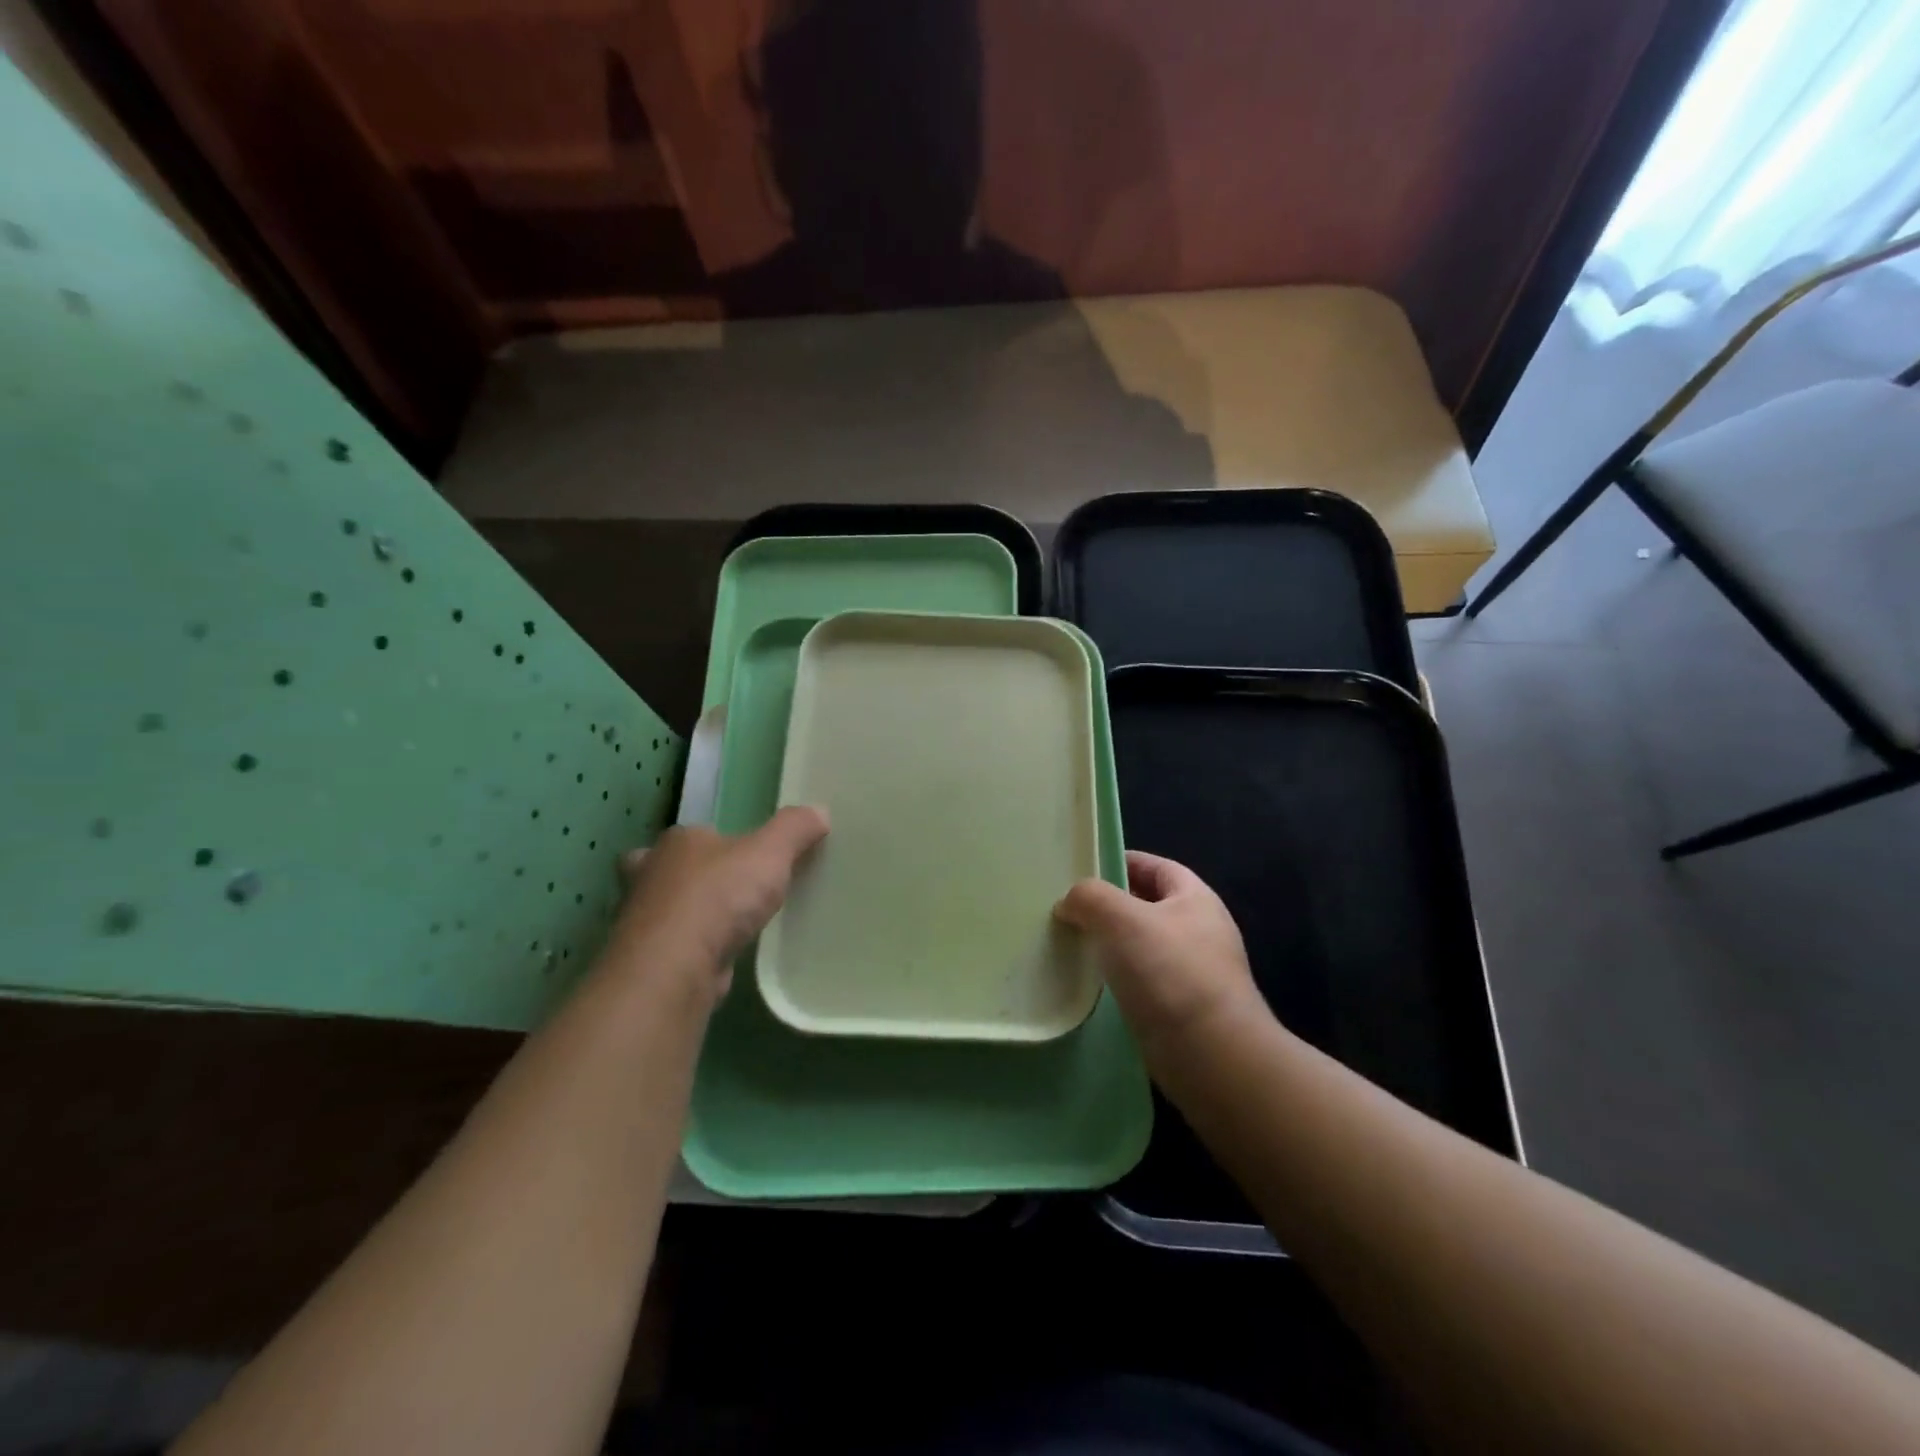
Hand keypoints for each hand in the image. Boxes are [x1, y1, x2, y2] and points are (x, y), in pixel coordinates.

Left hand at [600, 807, 828, 1002]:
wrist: (675, 968)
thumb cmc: (719, 897)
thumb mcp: (770, 853)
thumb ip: (795, 829)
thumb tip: (819, 811)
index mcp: (676, 843)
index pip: (694, 835)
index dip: (715, 842)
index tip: (742, 857)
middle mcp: (649, 875)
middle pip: (665, 869)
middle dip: (684, 876)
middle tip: (720, 888)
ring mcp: (643, 920)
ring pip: (666, 909)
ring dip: (687, 915)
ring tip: (725, 924)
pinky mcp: (649, 959)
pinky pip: (673, 945)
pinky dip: (690, 948)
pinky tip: (716, 955)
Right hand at [1055, 851, 1266, 1056]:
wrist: (1211, 1055)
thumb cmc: (1170, 972)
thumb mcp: (1121, 918)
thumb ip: (1090, 897)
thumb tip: (1069, 903)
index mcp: (1195, 898)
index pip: (1155, 866)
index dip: (1121, 861)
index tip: (1083, 868)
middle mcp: (1199, 930)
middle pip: (1147, 905)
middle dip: (1109, 904)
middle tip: (1069, 908)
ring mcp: (1193, 972)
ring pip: (1142, 945)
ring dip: (1110, 944)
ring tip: (1072, 944)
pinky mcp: (1181, 1009)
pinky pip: (1142, 981)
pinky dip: (1117, 978)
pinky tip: (1092, 984)